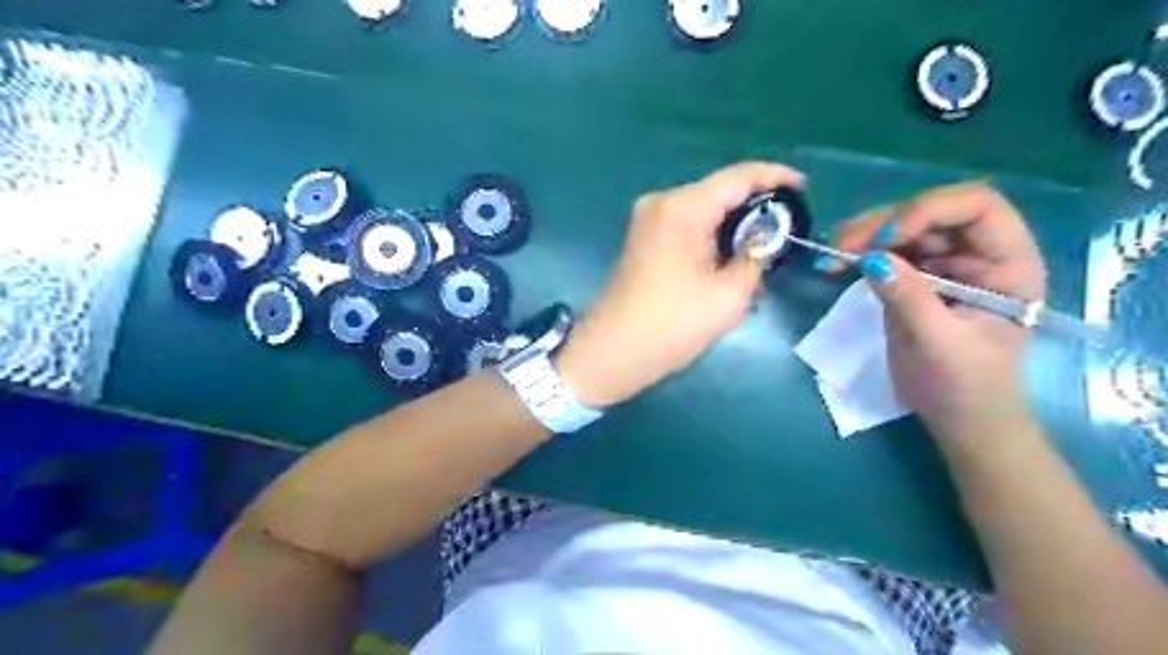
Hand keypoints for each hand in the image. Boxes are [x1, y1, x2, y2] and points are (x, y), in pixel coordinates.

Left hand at [561, 161, 809, 407]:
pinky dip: (712, 240)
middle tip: (787, 233)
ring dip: (734, 230)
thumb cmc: (670, 325)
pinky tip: (730, 264)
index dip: (775, 176)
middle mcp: (661, 203)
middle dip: (756, 209)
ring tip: (763, 256)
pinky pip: (688, 229)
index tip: (805, 187)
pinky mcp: (643, 241)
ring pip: (704, 213)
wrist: (610, 353)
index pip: (738, 176)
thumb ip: (756, 256)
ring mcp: (648, 222)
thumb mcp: (729, 295)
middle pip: (720, 193)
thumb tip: (764, 237)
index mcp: (682, 207)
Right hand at [824, 182, 1045, 442]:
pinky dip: (859, 252)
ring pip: (903, 227)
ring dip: (864, 234)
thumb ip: (909, 298)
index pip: (976, 207)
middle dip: (884, 223)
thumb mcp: (939, 345)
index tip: (887, 239)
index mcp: (1007, 263)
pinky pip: (886, 250)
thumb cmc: (965, 386)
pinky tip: (836, 263)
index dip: (929, 211)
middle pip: (931, 212)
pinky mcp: (916, 277)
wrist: (958, 417)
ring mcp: (944, 263)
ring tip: (832, 253)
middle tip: (842, 245)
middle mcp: (978, 253)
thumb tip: (870, 259)